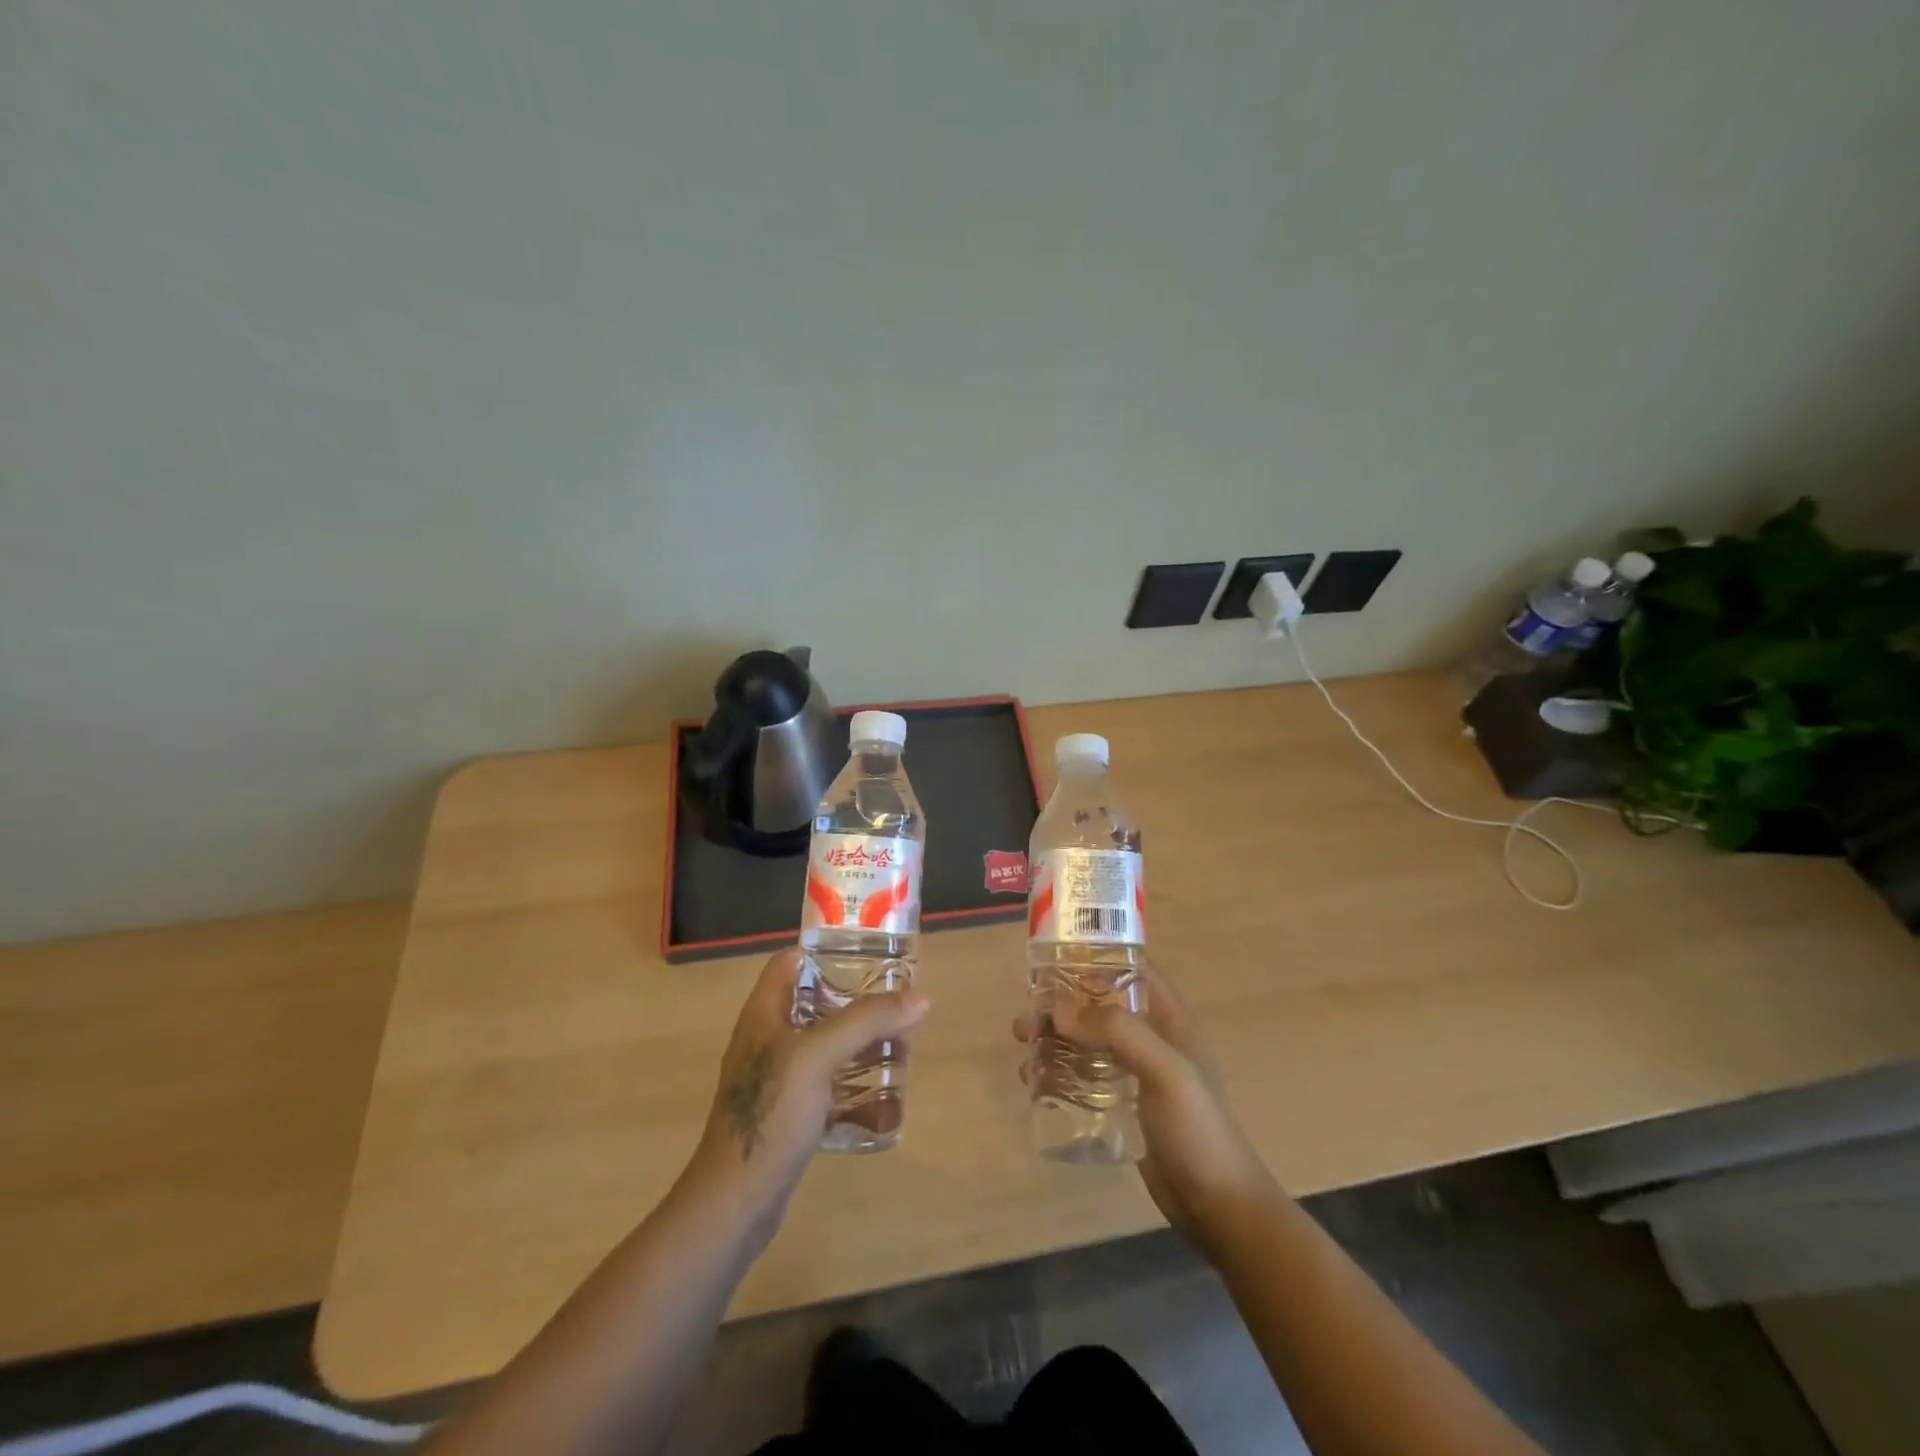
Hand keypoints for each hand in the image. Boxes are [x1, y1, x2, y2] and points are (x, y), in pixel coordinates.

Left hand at [684, 949, 929, 1244]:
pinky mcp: (789, 1114)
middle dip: (857, 1002)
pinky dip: (854, 1086)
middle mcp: (769, 1039)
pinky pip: (828, 1086)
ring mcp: (778, 1079)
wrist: (735, 1202)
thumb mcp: (818, 1056)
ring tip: (901, 1044)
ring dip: (861, 1044)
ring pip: (826, 1046)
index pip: (790, 962)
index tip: (869, 954)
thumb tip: (921, 996)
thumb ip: (867, 1022)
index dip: (825, 951)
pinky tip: (884, 1098)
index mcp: (765, 1013)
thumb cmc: (770, 1113)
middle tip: (897, 1002)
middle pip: (816, 1003)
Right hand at [1014, 963, 1275, 1245]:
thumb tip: (1057, 1009)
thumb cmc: (1197, 1129)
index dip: (1096, 958)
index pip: (1132, 969)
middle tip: (1025, 1018)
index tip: (1053, 960)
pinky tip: (1034, 1081)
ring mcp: (1135, 1073)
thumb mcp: (1165, 1071)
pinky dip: (1058, 1071)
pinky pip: (1084, 1075)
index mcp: (1169, 1018)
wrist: (1218, 1207)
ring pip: (1087, 1040)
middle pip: (1100, 1005)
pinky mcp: (1122, 1105)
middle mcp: (1151, 1038)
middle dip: (1061, 1005)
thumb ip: (1118, 1032)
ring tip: (1022, 1048)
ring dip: (1054, 1038)